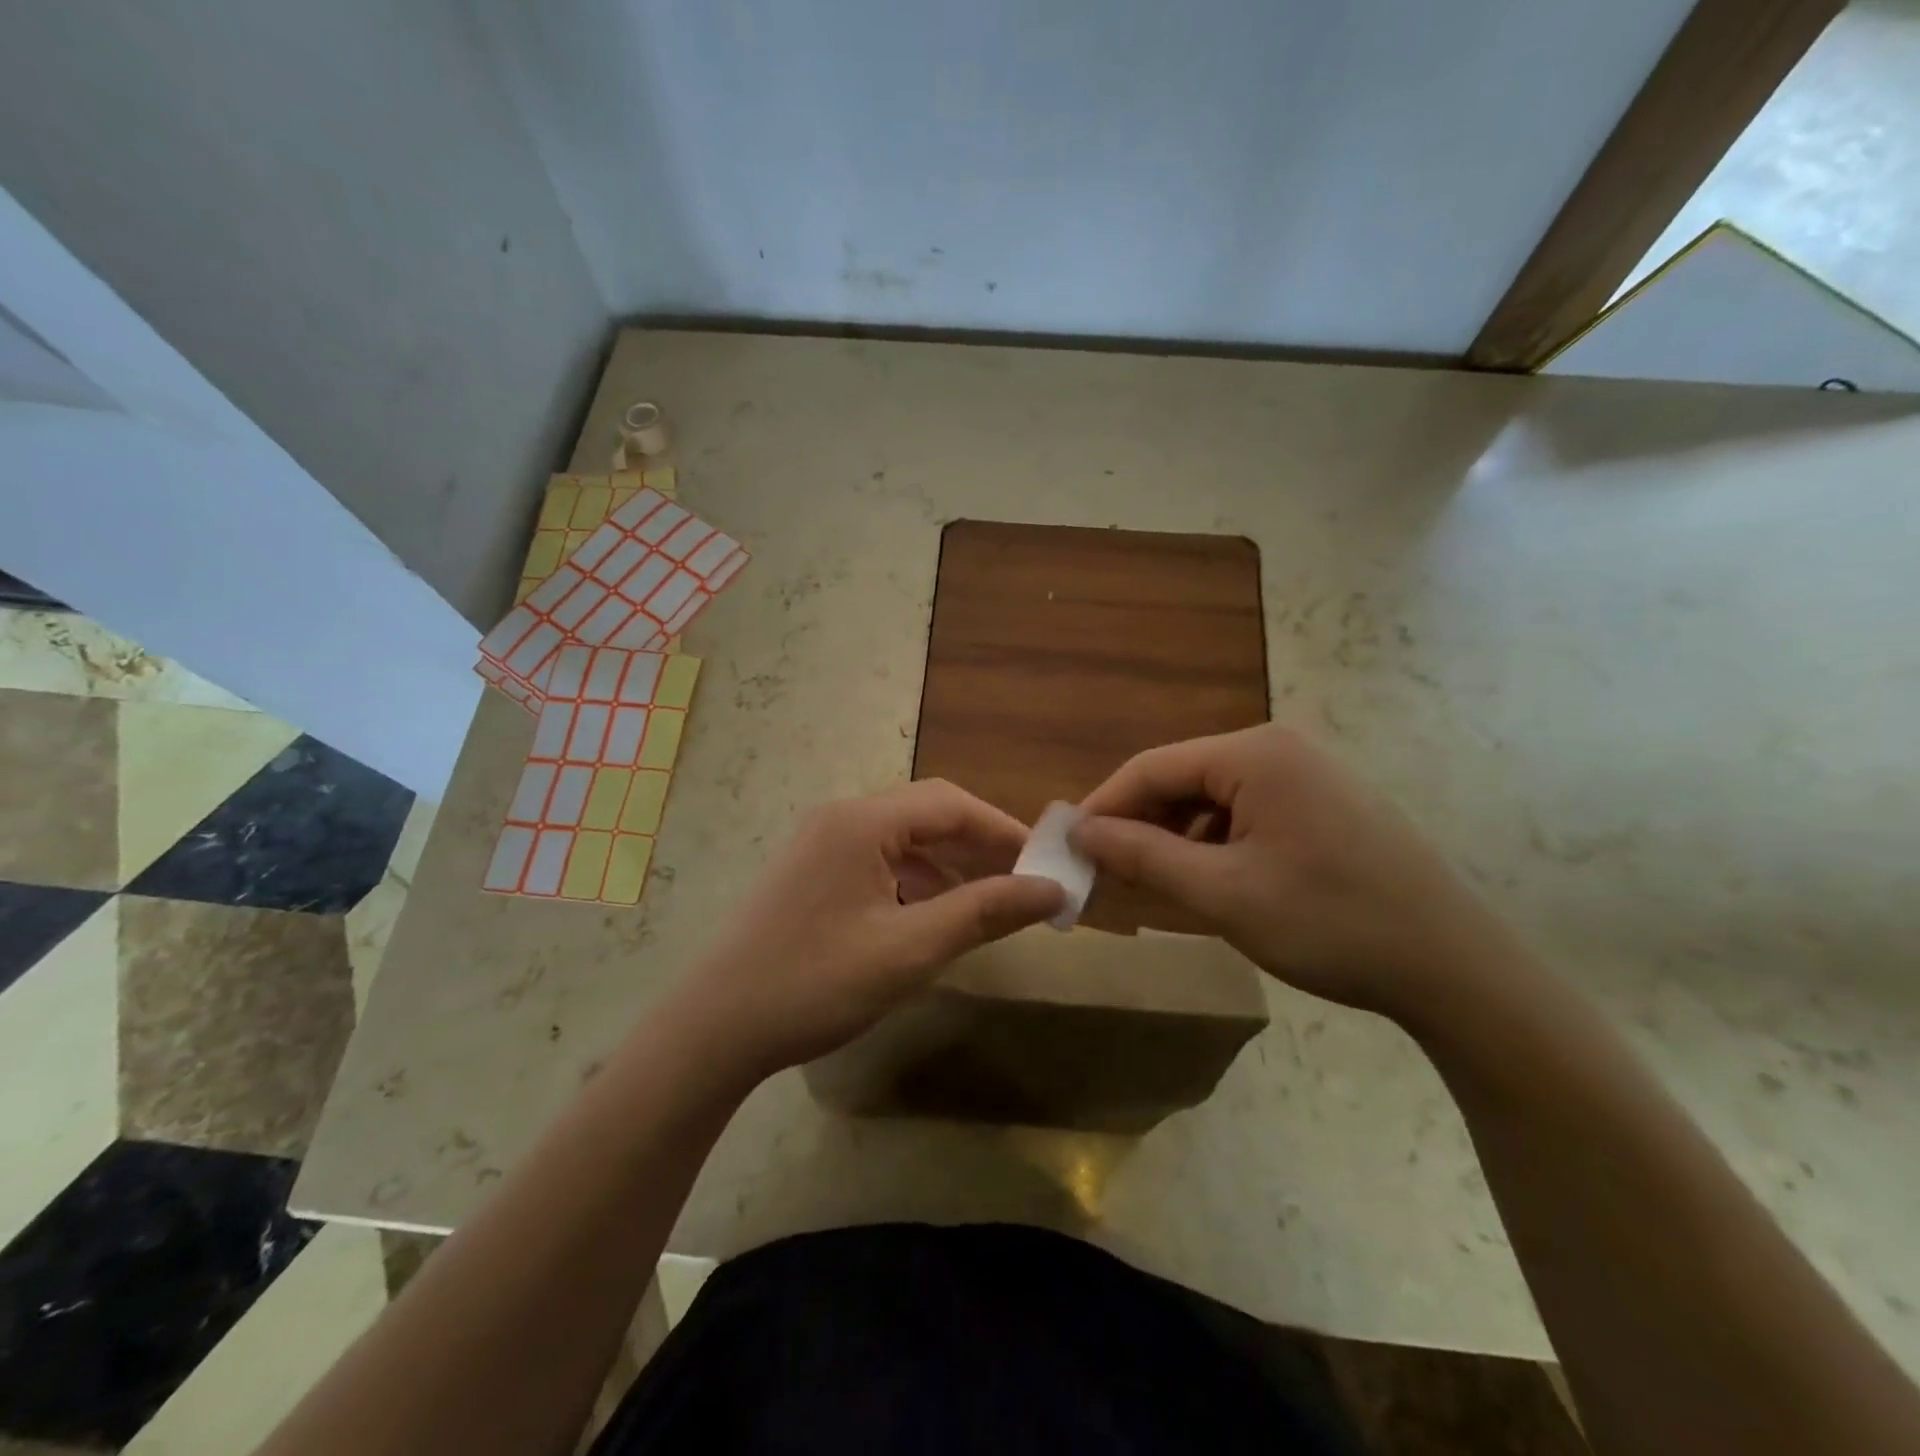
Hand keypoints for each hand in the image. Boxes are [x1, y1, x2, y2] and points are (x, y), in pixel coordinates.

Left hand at [675, 780, 1064, 1078]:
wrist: (713, 1029)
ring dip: (948, 866)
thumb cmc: (816, 983)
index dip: (1004, 830)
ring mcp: (820, 845)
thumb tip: (1052, 890)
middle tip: (1022, 884)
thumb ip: (983, 912)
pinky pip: (877, 862)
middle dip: (978, 846)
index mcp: (862, 822)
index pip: (951, 804)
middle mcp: (840, 819)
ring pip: (903, 840)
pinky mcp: (811, 873)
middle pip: (927, 815)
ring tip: (986, 904)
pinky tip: (931, 917)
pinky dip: (914, 882)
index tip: (1045, 863)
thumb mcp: (910, 950)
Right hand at [1071, 726, 1507, 1019]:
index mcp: (1254, 754)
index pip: (1153, 768)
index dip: (1104, 807)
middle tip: (1107, 874)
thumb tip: (1081, 832)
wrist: (1455, 969)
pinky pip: (1249, 813)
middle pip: (1184, 779)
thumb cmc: (1330, 923)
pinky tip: (1210, 881)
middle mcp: (1280, 749)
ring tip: (1154, 885)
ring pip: (1214, 799)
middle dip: (1141, 825)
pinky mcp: (1327, 804)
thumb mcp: (1222, 893)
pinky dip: (1217, 844)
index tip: (1070, 848)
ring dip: (1177, 838)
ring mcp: (1309, 775)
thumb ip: (1143, 856)